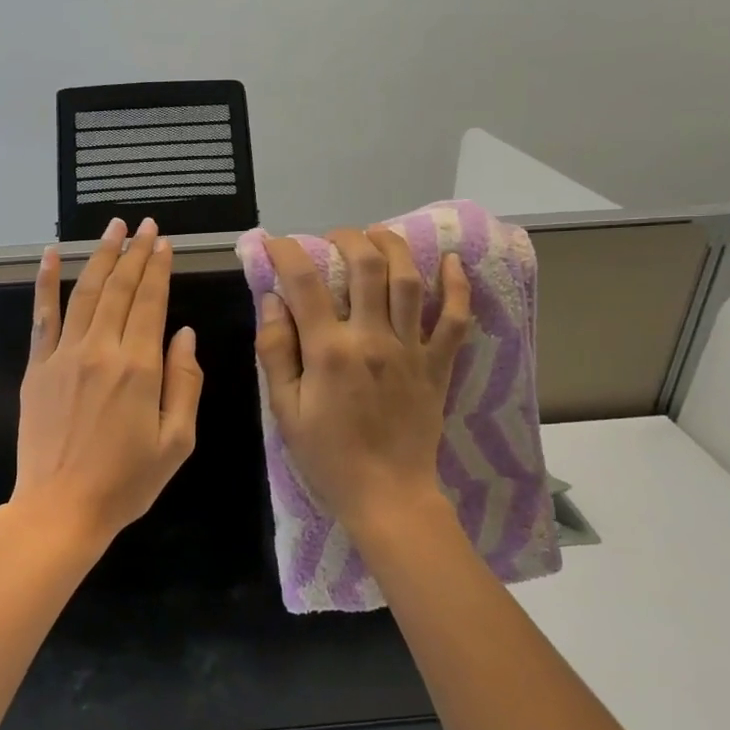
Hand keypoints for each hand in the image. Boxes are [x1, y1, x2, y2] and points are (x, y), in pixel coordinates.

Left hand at [4, 217, 202, 551]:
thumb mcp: (177, 441)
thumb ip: (185, 383)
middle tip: (144, 225)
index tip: (164, 242)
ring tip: (113, 227)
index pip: (151, 303)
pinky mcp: (37, 367)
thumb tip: (184, 334)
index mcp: (139, 368)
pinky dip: (46, 283)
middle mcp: (101, 350)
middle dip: (135, 252)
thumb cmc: (126, 482)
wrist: (61, 508)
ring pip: (86, 293)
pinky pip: (43, 316)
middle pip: (120, 289)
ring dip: (101, 256)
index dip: (159, 268)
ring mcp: (63, 355)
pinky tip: (52, 256)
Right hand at [256, 226, 469, 529]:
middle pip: (366, 267)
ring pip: (409, 281)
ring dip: (394, 247)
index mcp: (330, 351)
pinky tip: (452, 262)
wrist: (388, 496)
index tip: (275, 243)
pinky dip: (457, 287)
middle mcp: (373, 338)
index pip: (305, 283)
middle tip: (333, 238)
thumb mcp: (285, 410)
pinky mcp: (438, 365)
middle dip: (347, 239)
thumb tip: (271, 301)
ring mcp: (411, 349)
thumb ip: (275, 352)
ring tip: (378, 234)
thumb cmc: (327, 457)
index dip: (287, 253)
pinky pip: (455, 319)